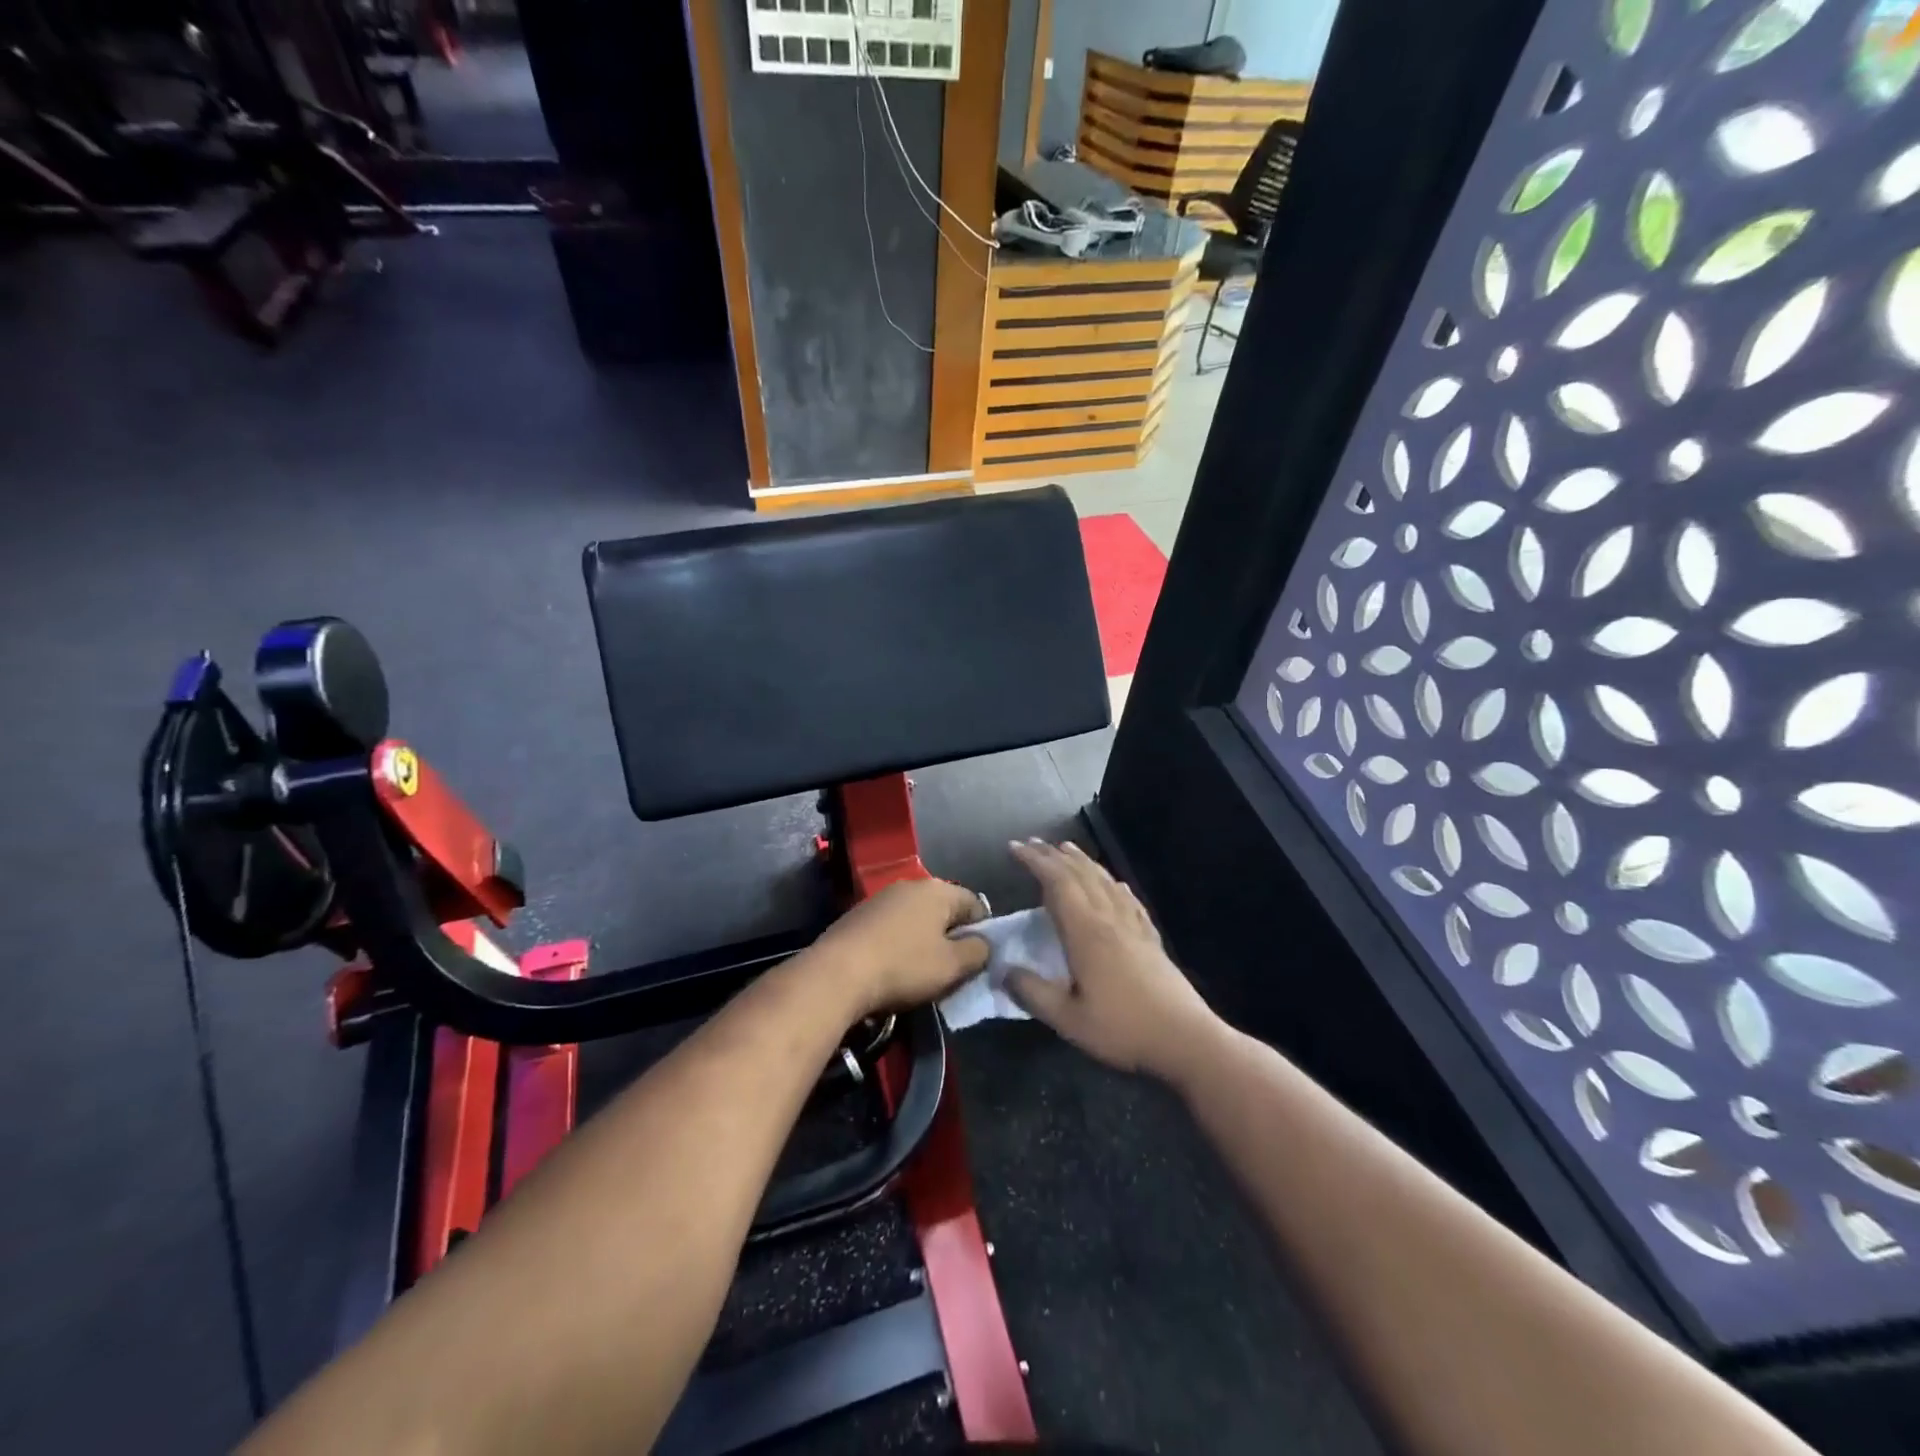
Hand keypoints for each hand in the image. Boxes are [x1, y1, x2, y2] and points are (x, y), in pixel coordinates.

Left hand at [803, 878, 990, 1019]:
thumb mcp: (952, 966)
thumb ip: (978, 952)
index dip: (983, 932)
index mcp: (938, 890)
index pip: (976, 904)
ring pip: (917, 918)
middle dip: (952, 937)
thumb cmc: (903, 966)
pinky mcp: (859, 914)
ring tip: (922, 972)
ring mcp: (882, 897)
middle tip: (952, 969)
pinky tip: (893, 967)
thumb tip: (984, 944)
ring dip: (924, 941)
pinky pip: (893, 926)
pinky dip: (900, 943)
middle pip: (944, 910)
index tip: (978, 960)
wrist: (837, 973)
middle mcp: (911, 884)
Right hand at [1005, 840, 1221, 1082]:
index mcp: (1086, 932)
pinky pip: (1128, 898)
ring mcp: (1133, 926)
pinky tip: (1115, 883)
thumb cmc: (1123, 1029)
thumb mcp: (1068, 1019)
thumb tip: (1004, 970)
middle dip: (1053, 855)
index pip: (1056, 883)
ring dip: (1082, 862)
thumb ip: (1033, 993)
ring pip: (1105, 881)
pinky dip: (1113, 883)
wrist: (1185, 1039)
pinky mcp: (1150, 938)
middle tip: (1031, 843)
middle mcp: (1109, 918)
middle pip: (1080, 874)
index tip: (1014, 847)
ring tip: (1066, 849)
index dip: (1035, 861)